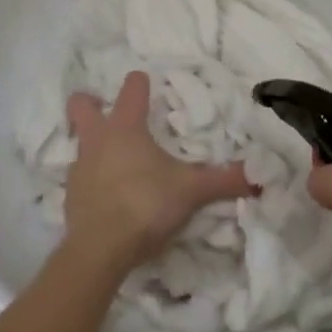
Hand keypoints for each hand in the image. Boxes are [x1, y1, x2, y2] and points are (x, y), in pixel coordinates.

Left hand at [64, 71, 256, 272]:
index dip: (140, 83)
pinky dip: (93, 181)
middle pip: (81, 104)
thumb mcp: (191, 191)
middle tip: (105, 108)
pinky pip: (80, 178)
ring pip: (80, 142)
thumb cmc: (146, 204)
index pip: (132, 89)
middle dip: (90, 102)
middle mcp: (97, 139)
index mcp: (126, 127)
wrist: (100, 249)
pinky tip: (109, 195)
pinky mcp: (70, 197)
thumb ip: (224, 181)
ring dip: (94, 145)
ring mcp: (79, 168)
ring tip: (115, 160)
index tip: (148, 84)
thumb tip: (261, 177)